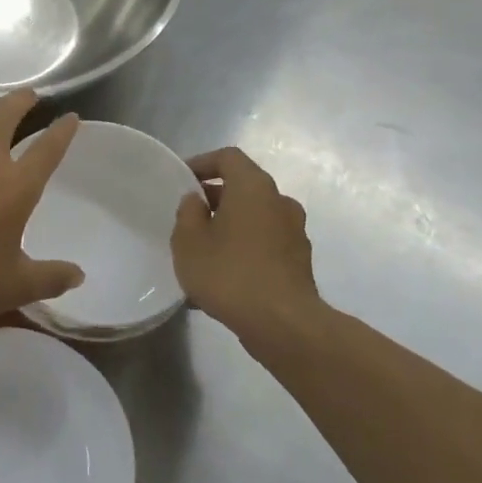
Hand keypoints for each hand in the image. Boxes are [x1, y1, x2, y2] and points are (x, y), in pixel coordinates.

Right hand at [172, 148, 323, 350]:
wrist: (283, 325)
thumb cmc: (230, 273)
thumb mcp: (188, 242)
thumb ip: (187, 213)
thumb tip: (196, 201)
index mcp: (253, 187)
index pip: (228, 158)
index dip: (202, 163)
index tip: (182, 179)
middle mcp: (280, 202)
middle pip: (243, 187)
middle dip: (214, 198)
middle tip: (188, 217)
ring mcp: (295, 232)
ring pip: (254, 217)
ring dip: (230, 225)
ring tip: (203, 251)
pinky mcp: (299, 261)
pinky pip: (265, 243)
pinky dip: (244, 248)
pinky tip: (223, 275)